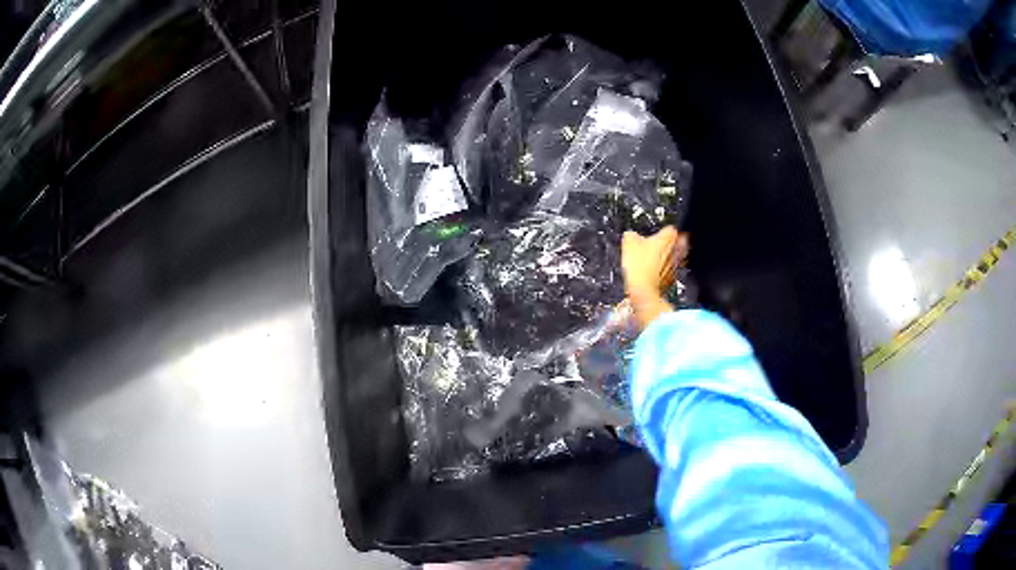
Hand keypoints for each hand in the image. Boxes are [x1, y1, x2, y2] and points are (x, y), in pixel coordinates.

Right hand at [621, 227, 688, 330]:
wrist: (644, 290)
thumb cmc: (640, 267)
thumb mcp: (629, 242)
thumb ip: (631, 234)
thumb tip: (631, 235)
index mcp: (667, 237)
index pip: (670, 228)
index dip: (661, 231)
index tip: (655, 234)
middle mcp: (676, 250)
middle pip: (677, 242)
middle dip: (668, 244)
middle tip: (657, 246)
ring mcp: (676, 265)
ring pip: (675, 256)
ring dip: (667, 257)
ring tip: (654, 260)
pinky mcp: (673, 278)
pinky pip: (671, 270)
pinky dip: (664, 271)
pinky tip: (653, 273)